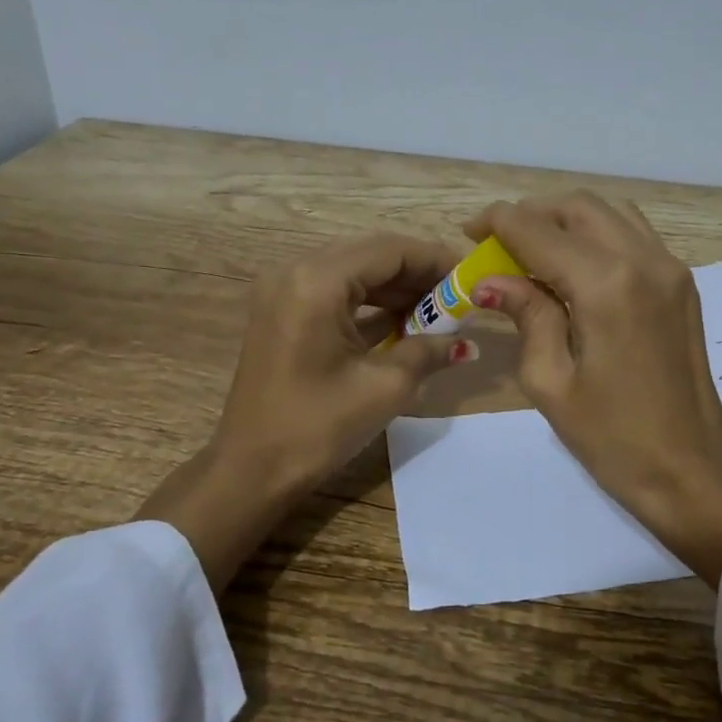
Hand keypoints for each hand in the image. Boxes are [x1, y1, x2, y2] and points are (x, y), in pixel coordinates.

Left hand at [137, 232, 476, 589]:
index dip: (435, 260)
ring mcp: (284, 292)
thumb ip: (429, 352)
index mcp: (317, 282)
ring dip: (395, 289)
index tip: (470, 279)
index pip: (389, 251)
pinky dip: (369, 304)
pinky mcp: (282, 313)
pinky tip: (402, 323)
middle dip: (417, 273)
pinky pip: (334, 293)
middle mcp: (295, 273)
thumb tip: (468, 344)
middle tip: (457, 297)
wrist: (251, 470)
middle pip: (370, 256)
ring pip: (353, 273)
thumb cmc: (317, 427)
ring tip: (437, 312)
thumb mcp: (385, 388)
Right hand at [464, 193, 721, 584]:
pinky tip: (575, 267)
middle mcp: (644, 260)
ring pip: (610, 213)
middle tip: (498, 242)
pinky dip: (598, 235)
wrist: (689, 470)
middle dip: (532, 214)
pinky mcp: (682, 284)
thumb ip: (526, 315)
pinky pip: (634, 235)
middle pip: (578, 208)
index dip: (499, 222)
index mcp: (606, 285)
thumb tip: (491, 280)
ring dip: (566, 220)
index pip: (540, 232)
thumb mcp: (551, 381)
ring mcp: (671, 269)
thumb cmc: (611, 438)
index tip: (470, 230)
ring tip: (534, 250)